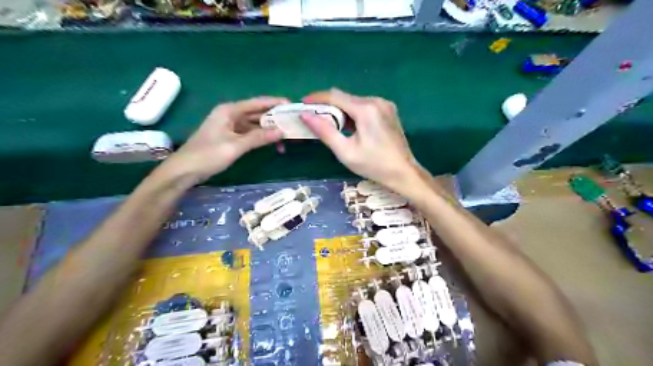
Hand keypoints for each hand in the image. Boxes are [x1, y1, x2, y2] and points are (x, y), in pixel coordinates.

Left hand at [159, 96, 284, 183]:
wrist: (184, 171)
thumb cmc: (208, 155)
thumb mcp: (235, 146)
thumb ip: (259, 137)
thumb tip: (281, 132)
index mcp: (229, 111)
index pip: (256, 103)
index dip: (274, 103)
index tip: (291, 105)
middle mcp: (230, 115)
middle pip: (257, 113)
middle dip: (274, 118)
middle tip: (293, 123)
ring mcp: (230, 127)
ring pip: (254, 125)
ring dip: (269, 130)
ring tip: (286, 136)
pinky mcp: (230, 137)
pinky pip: (250, 134)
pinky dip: (261, 138)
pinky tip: (272, 144)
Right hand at [303, 87, 423, 193]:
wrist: (403, 172)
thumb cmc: (373, 165)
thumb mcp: (345, 151)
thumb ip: (325, 131)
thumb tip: (305, 115)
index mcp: (366, 109)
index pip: (335, 96)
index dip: (316, 98)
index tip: (302, 104)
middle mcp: (376, 101)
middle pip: (345, 98)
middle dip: (328, 107)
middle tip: (315, 120)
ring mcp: (385, 105)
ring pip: (354, 102)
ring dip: (340, 111)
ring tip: (330, 127)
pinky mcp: (388, 111)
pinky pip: (365, 107)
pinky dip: (353, 114)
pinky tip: (349, 128)